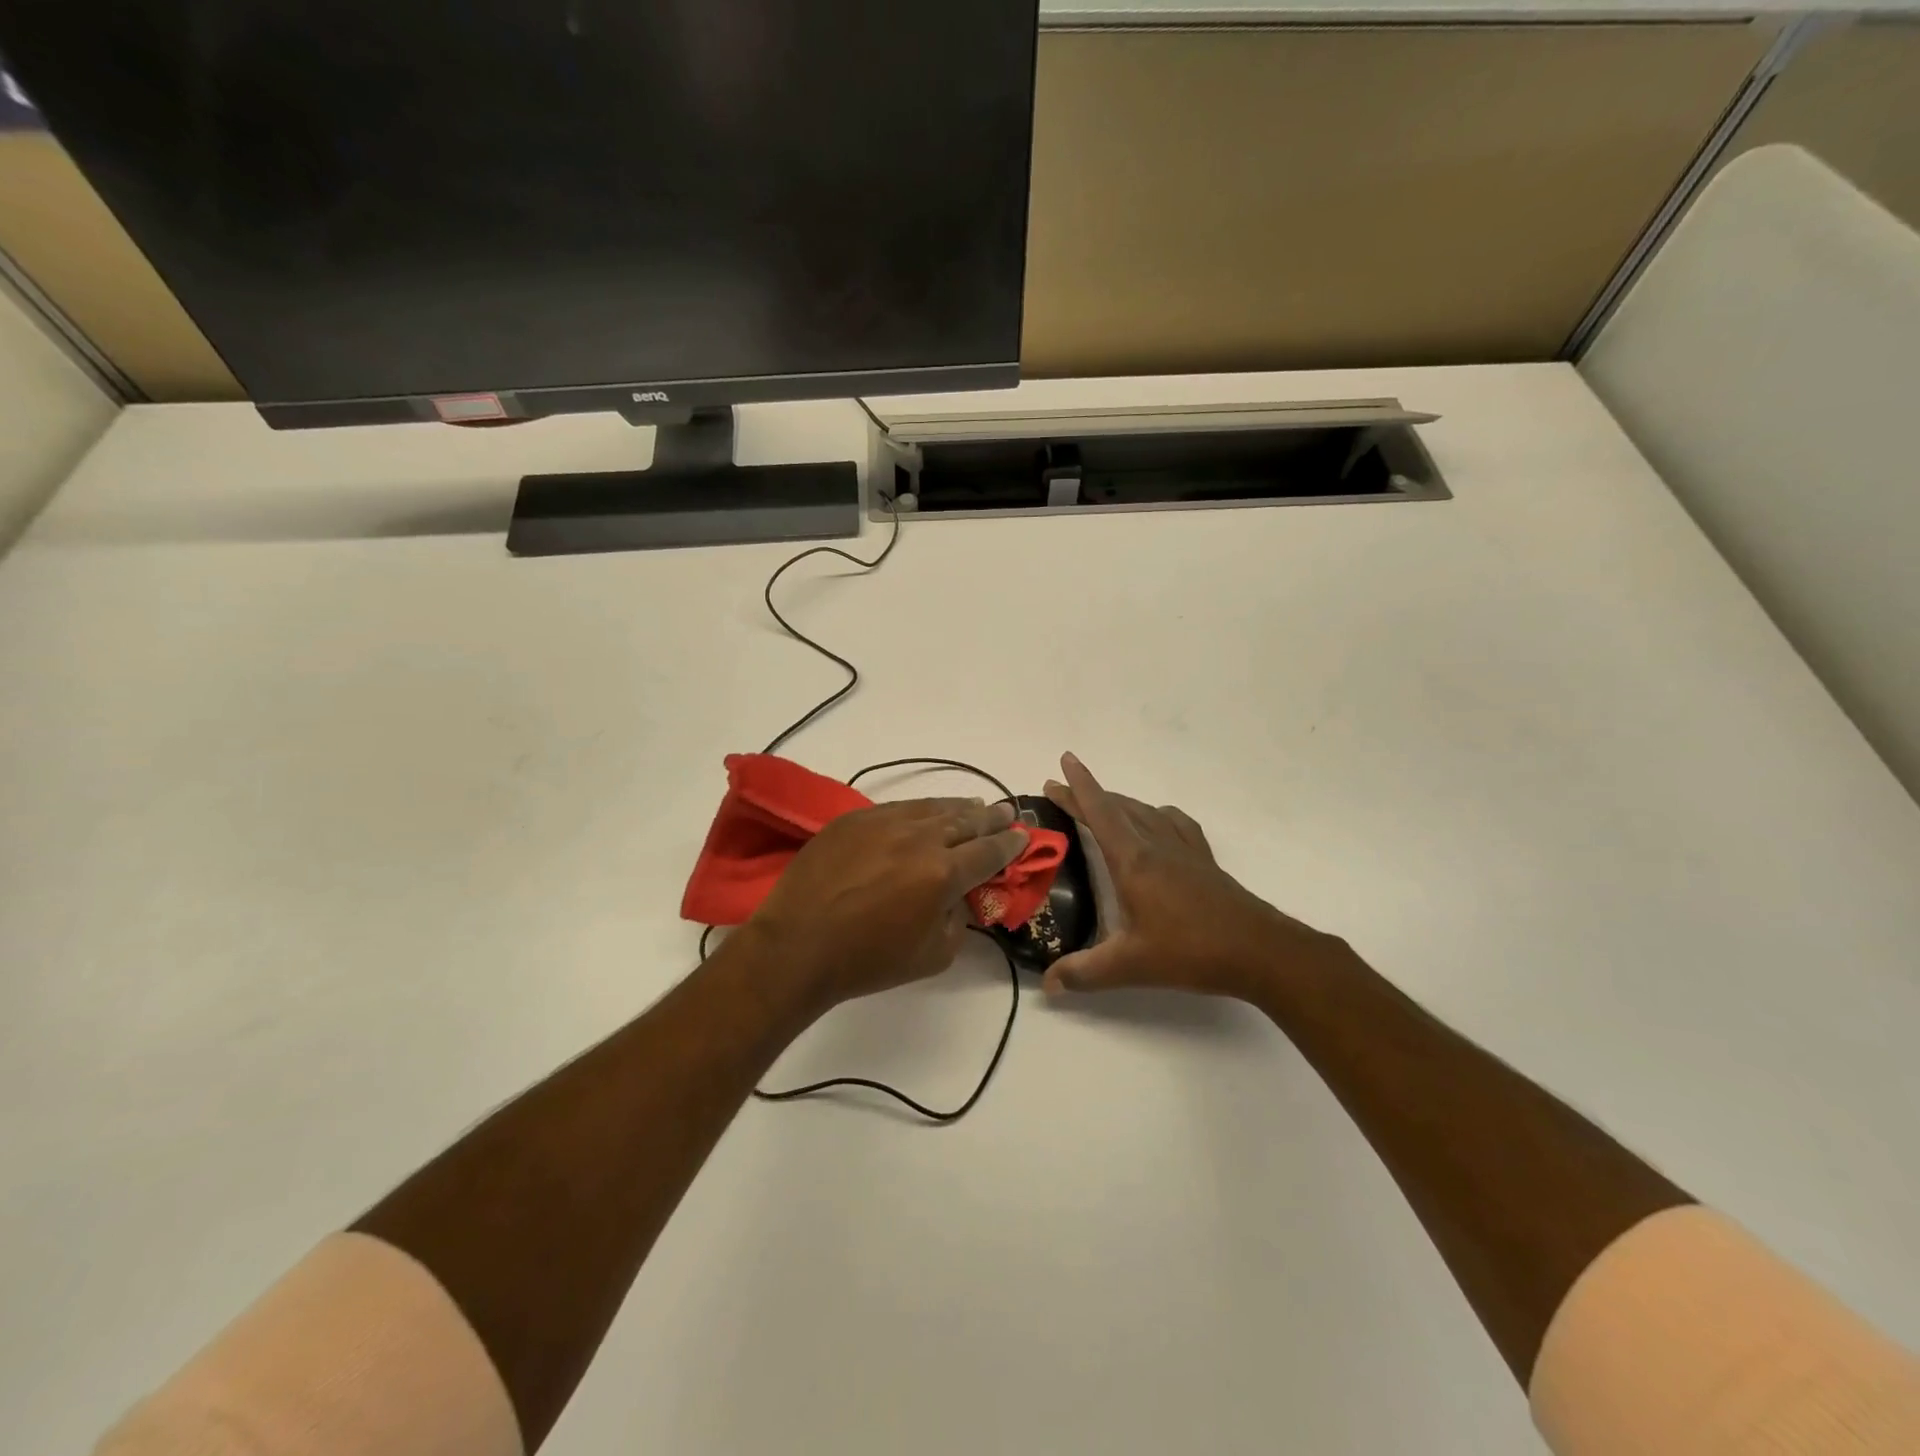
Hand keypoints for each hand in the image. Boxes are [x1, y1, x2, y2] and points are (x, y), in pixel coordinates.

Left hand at [746, 798, 1029, 1014]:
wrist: (797, 945)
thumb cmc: (868, 960)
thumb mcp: (933, 955)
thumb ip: (958, 920)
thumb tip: (960, 896)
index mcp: (943, 873)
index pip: (989, 852)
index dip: (1010, 845)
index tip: (1022, 837)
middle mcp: (919, 838)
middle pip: (966, 821)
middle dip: (991, 818)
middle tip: (1006, 813)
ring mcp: (884, 822)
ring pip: (933, 807)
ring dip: (959, 808)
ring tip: (974, 807)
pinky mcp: (854, 818)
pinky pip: (898, 808)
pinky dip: (921, 809)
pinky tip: (926, 812)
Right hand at [1041, 753, 1346, 1000]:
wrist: (1259, 950)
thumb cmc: (1190, 951)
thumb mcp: (1130, 966)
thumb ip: (1085, 973)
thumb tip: (1048, 984)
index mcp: (1133, 860)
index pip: (1099, 811)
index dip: (1078, 785)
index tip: (1064, 760)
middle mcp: (1156, 845)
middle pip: (1117, 807)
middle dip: (1087, 794)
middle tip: (1061, 788)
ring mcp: (1184, 849)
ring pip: (1144, 811)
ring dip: (1118, 802)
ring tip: (1100, 805)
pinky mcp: (1204, 860)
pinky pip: (1175, 822)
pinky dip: (1157, 814)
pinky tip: (1157, 822)